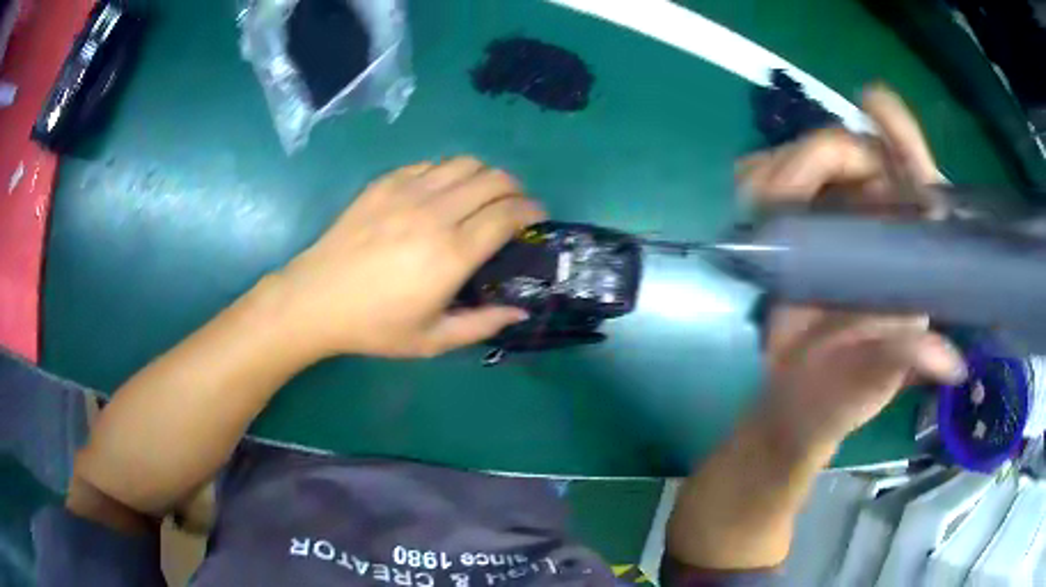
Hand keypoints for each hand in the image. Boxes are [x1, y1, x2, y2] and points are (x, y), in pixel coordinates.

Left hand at [276, 157, 545, 357]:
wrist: (317, 299)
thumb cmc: (375, 325)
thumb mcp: (432, 340)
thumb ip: (482, 324)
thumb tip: (520, 311)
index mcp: (452, 254)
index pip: (508, 214)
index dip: (532, 210)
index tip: (539, 216)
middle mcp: (436, 213)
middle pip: (493, 179)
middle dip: (515, 188)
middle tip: (515, 205)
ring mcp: (408, 192)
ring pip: (464, 163)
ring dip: (484, 175)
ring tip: (483, 194)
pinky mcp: (385, 183)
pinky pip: (430, 164)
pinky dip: (448, 172)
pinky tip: (442, 191)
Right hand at [736, 87, 965, 452]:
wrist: (795, 403)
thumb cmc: (844, 393)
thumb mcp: (876, 380)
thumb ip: (906, 360)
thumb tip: (949, 361)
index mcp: (910, 251)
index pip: (915, 176)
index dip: (901, 136)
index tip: (871, 103)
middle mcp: (878, 223)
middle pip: (853, 151)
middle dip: (816, 154)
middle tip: (779, 190)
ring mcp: (835, 220)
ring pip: (810, 156)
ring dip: (781, 164)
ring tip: (759, 202)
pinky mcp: (797, 227)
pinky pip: (774, 177)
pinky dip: (758, 175)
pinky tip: (750, 200)